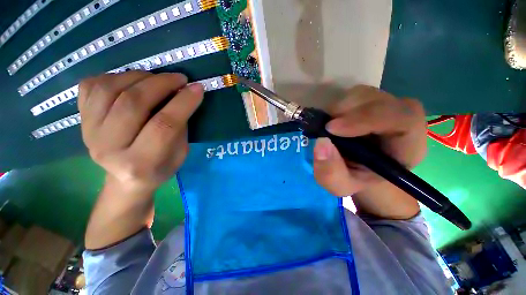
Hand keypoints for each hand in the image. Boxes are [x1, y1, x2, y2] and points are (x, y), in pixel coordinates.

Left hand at [78, 71, 203, 191]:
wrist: (125, 179)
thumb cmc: (160, 168)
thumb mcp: (180, 154)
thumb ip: (180, 127)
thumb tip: (183, 95)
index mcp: (141, 164)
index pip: (164, 126)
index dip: (183, 103)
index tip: (197, 88)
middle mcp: (109, 148)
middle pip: (133, 104)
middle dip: (161, 84)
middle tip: (179, 79)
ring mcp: (89, 133)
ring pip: (109, 89)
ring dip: (139, 76)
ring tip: (157, 79)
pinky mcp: (80, 120)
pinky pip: (91, 85)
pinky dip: (115, 76)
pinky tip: (132, 83)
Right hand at [312, 85, 425, 217]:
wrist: (361, 168)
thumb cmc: (356, 178)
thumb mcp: (340, 185)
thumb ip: (331, 172)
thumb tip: (321, 143)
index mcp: (407, 143)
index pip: (401, 118)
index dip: (365, 118)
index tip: (331, 128)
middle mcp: (401, 117)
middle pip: (375, 100)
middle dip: (344, 113)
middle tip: (324, 130)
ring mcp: (385, 105)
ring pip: (360, 94)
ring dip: (337, 111)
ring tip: (330, 131)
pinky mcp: (369, 101)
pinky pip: (350, 96)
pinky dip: (336, 108)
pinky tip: (334, 124)